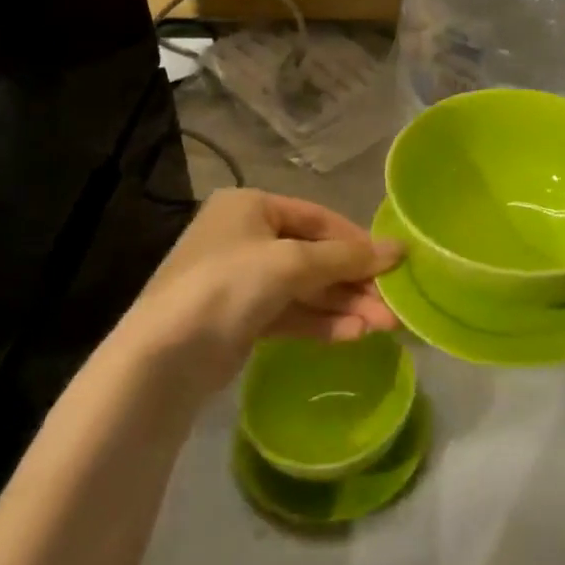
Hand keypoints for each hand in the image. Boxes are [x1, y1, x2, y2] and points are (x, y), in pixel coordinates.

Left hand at [110, 189, 401, 398]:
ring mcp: (242, 280)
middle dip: (355, 282)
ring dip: (345, 306)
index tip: (394, 263)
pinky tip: (354, 335)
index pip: (318, 218)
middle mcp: (246, 237)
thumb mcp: (292, 263)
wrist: (164, 357)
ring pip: (307, 289)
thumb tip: (400, 249)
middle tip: (393, 306)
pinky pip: (292, 313)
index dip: (358, 241)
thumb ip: (347, 257)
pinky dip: (322, 322)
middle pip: (315, 256)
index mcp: (250, 207)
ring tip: (384, 327)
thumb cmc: (228, 286)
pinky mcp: (242, 318)